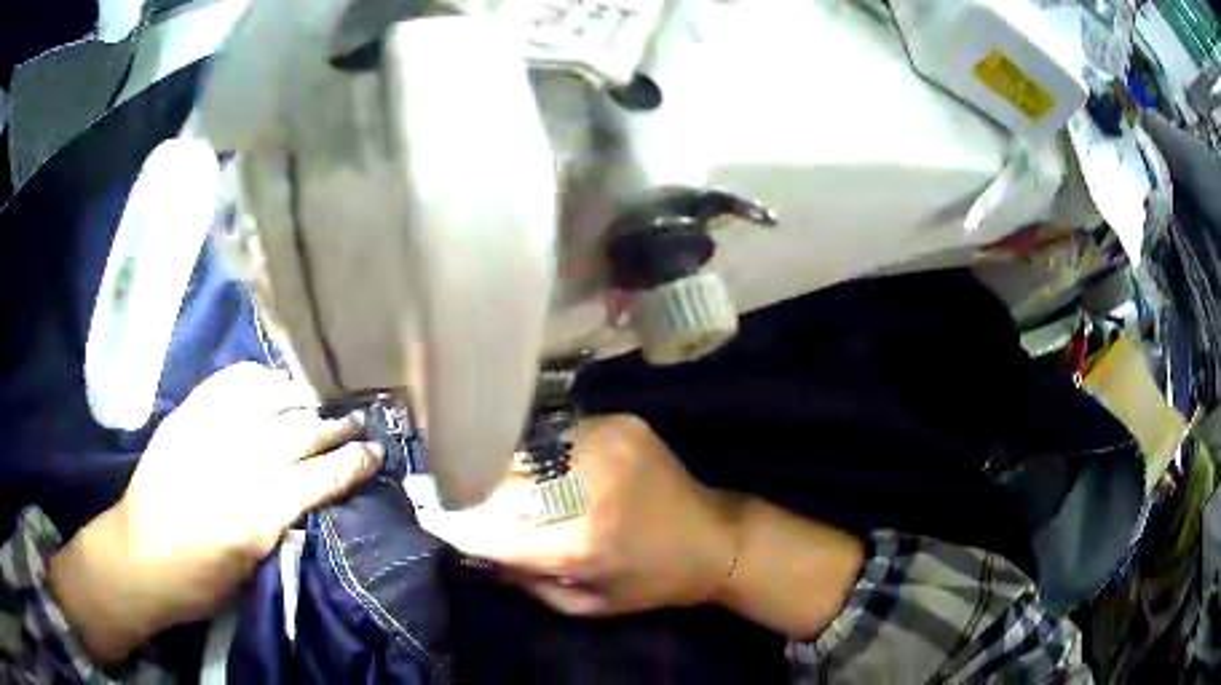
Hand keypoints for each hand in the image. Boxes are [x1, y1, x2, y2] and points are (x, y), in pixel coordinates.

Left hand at [49, 363, 384, 662]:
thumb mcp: (249, 575)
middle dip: (331, 427)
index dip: (348, 466)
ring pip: (263, 402)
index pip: (313, 482)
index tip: (374, 453)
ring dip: (298, 399)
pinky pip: (225, 385)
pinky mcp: (183, 419)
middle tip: (357, 421)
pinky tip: (270, 382)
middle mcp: (230, 471)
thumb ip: (280, 532)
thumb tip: (311, 501)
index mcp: (251, 522)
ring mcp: (203, 437)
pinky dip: (255, 379)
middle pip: (293, 437)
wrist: (135, 557)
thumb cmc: (196, 582)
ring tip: (317, 400)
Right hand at [423, 415, 743, 615]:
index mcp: (579, 543)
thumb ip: (525, 579)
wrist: (714, 537)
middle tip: (440, 479)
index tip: (425, 507)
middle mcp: (588, 488)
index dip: (453, 516)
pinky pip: (558, 433)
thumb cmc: (649, 581)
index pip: (492, 526)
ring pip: (526, 448)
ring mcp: (606, 445)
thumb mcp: (586, 604)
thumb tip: (475, 541)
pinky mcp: (621, 424)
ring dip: (501, 460)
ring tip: (481, 464)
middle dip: (467, 481)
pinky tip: (534, 458)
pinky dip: (538, 448)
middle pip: (502, 478)